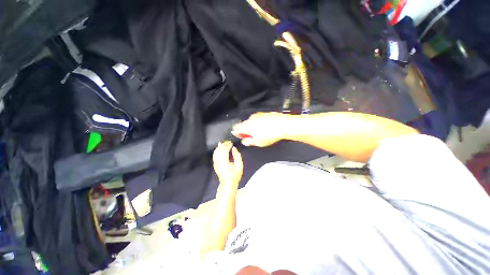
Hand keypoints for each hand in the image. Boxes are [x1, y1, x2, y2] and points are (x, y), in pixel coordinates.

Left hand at [212, 141, 242, 186]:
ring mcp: (215, 163)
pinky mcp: (215, 164)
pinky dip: (217, 150)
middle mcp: (218, 161)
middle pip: (219, 149)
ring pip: (216, 151)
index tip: (231, 142)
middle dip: (224, 144)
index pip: (224, 150)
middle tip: (228, 142)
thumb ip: (237, 156)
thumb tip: (234, 148)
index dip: (228, 144)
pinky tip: (220, 149)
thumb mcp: (239, 166)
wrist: (228, 184)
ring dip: (220, 146)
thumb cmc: (235, 175)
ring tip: (224, 143)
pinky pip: (214, 155)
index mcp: (225, 162)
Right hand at [232, 112, 290, 146]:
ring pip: (251, 121)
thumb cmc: (270, 135)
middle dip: (245, 131)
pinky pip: (257, 119)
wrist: (283, 125)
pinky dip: (258, 123)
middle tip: (251, 137)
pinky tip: (265, 128)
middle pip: (243, 124)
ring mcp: (257, 115)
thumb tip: (244, 141)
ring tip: (259, 133)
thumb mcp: (258, 142)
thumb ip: (249, 142)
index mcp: (247, 126)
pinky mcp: (264, 113)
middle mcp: (250, 119)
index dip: (237, 133)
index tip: (242, 137)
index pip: (236, 128)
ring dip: (252, 127)